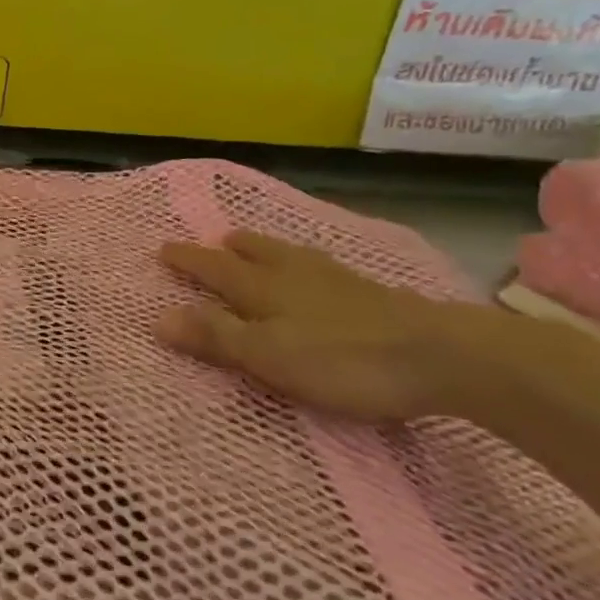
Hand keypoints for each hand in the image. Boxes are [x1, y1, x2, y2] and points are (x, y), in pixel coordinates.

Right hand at [157, 231, 501, 423]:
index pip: (214, 268)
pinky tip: (320, 272)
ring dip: (267, 249)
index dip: (188, 260)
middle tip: (217, 240)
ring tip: (257, 246)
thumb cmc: (342, 359)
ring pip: (291, 255)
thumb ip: (215, 336)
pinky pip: (323, 267)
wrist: (441, 355)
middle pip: (255, 253)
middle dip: (230, 248)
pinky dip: (306, 263)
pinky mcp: (373, 293)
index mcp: (263, 288)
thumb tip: (157, 317)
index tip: (163, 248)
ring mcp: (336, 280)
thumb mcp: (267, 356)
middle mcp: (294, 275)